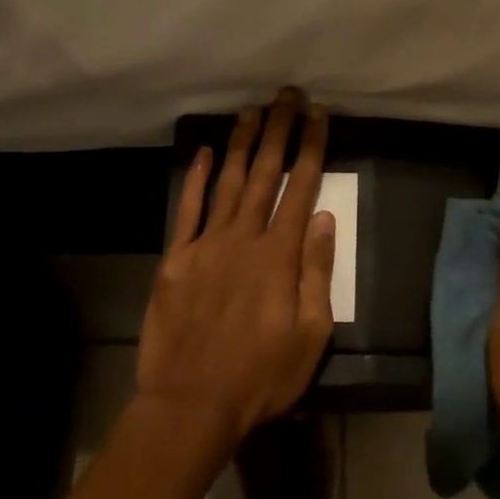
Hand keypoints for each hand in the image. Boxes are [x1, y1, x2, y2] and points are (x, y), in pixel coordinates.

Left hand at [137, 88, 336, 445]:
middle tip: (288, 95)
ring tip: (253, 110)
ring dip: (242, 143)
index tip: (318, 116)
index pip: (302, 188)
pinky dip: (197, 178)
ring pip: (228, 182)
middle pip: (265, 174)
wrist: (191, 403)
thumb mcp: (310, 334)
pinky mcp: (176, 258)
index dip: (311, 148)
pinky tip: (206, 152)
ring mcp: (205, 245)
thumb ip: (316, 272)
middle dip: (279, 130)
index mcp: (279, 256)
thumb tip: (323, 219)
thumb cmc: (261, 375)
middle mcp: (243, 238)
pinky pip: (188, 209)